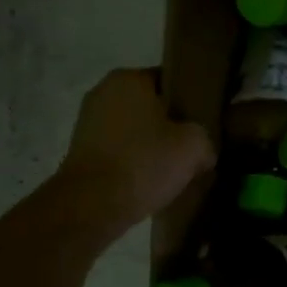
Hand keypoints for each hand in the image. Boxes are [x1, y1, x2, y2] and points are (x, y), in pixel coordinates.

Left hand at [57, 68, 214, 226]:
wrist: (90, 208)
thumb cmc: (144, 162)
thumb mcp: (195, 146)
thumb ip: (206, 138)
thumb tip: (203, 151)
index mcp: (130, 78)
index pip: (172, 81)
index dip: (193, 101)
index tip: (206, 123)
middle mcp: (104, 92)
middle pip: (152, 106)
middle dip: (171, 125)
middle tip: (194, 147)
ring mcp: (87, 122)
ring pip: (135, 129)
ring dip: (153, 144)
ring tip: (174, 168)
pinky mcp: (80, 152)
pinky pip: (120, 149)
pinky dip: (134, 161)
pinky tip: (151, 180)